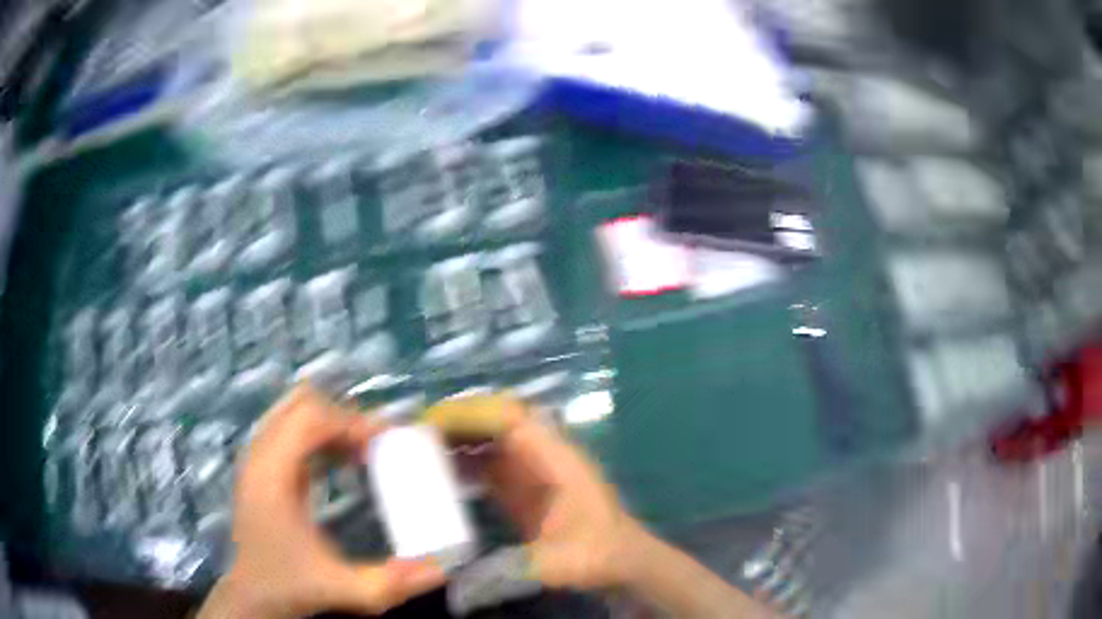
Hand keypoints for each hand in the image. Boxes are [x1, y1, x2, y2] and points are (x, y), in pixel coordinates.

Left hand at [199, 385, 444, 618]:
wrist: (253, 595)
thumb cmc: (292, 585)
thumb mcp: (345, 590)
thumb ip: (392, 582)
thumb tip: (443, 568)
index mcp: (271, 474)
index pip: (309, 416)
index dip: (350, 421)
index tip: (384, 443)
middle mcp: (259, 456)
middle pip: (300, 404)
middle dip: (343, 417)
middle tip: (376, 445)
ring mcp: (256, 459)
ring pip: (293, 412)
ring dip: (331, 423)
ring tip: (362, 452)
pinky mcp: (261, 467)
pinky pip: (290, 430)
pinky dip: (319, 435)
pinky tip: (341, 462)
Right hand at [427, 394, 645, 590]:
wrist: (622, 563)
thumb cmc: (599, 556)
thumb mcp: (557, 564)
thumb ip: (510, 572)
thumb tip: (458, 589)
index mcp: (557, 459)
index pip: (512, 418)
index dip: (471, 414)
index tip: (430, 424)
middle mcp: (543, 455)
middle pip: (497, 419)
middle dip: (458, 419)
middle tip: (414, 432)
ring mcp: (531, 470)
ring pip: (489, 439)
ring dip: (457, 437)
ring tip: (416, 447)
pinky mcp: (521, 488)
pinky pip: (487, 464)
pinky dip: (462, 461)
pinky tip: (436, 474)